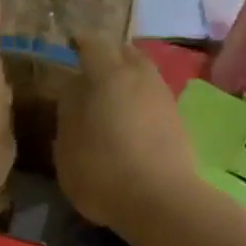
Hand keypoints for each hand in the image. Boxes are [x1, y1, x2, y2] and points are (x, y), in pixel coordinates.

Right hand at [54, 36, 197, 229]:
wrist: (162, 202)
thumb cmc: (102, 171)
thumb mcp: (67, 145)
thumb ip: (68, 111)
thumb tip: (73, 89)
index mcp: (110, 75)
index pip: (93, 44)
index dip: (79, 43)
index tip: (69, 46)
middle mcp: (141, 77)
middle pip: (126, 52)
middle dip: (108, 56)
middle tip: (90, 70)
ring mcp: (164, 98)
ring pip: (144, 74)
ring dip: (127, 79)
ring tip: (110, 97)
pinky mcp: (178, 122)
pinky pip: (153, 98)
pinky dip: (140, 100)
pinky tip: (129, 120)